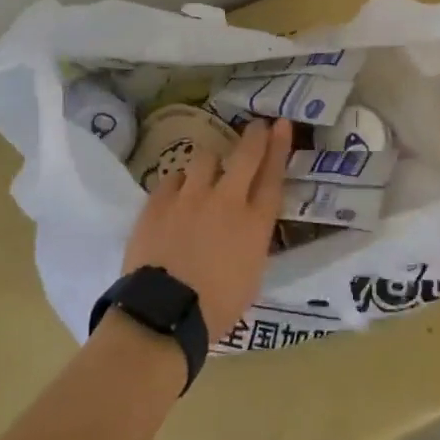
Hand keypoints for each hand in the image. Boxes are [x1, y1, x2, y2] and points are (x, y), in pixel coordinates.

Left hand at [122, 117, 290, 343]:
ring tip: (206, 173)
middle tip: (257, 126)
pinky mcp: (158, 201)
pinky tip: (177, 194)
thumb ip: (252, 240)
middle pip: (245, 155)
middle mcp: (226, 200)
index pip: (272, 175)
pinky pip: (173, 178)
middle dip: (254, 136)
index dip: (279, 147)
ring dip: (210, 163)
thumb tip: (248, 224)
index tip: (281, 124)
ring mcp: (189, 196)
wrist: (163, 314)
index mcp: (254, 223)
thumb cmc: (216, 308)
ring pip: (205, 158)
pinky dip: (179, 183)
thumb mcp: (251, 275)